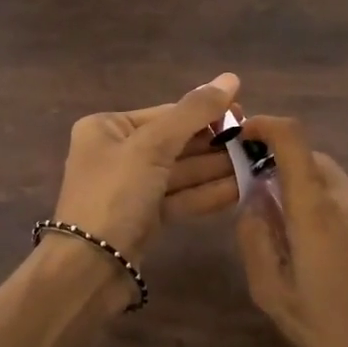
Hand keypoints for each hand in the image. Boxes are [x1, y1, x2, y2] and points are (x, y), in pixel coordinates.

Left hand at [52, 74, 241, 263]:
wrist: (89, 269)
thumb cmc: (115, 195)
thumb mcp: (152, 146)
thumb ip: (193, 112)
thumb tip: (230, 77)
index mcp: (107, 128)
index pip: (166, 113)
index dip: (206, 113)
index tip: (246, 115)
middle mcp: (116, 153)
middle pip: (175, 142)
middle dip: (215, 144)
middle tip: (257, 142)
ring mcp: (130, 187)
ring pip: (180, 172)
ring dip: (217, 169)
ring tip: (258, 163)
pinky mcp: (143, 218)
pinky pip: (180, 197)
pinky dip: (207, 193)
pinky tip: (242, 188)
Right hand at [235, 115, 347, 346]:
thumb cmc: (334, 334)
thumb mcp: (274, 294)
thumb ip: (256, 238)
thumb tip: (254, 200)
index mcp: (318, 210)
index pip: (293, 139)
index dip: (265, 125)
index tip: (242, 134)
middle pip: (310, 157)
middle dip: (278, 164)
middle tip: (254, 194)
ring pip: (329, 178)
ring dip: (302, 186)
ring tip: (283, 227)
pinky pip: (347, 198)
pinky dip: (323, 203)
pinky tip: (316, 245)